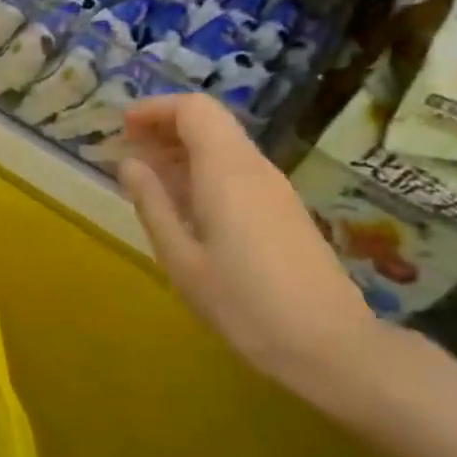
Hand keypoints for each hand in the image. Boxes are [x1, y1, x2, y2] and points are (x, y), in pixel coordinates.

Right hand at [117, 93, 382, 392]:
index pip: (193, 108)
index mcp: (226, 170)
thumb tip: (129, 163)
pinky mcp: (286, 210)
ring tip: (151, 180)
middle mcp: (254, 167)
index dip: (155, 109)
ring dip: (185, 151)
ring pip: (225, 145)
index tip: (123, 128)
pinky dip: (205, 171)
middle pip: (210, 121)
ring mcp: (275, 188)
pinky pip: (238, 170)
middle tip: (131, 152)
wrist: (332, 348)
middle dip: (166, 127)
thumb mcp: (182, 260)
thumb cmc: (246, 305)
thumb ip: (153, 204)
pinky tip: (188, 208)